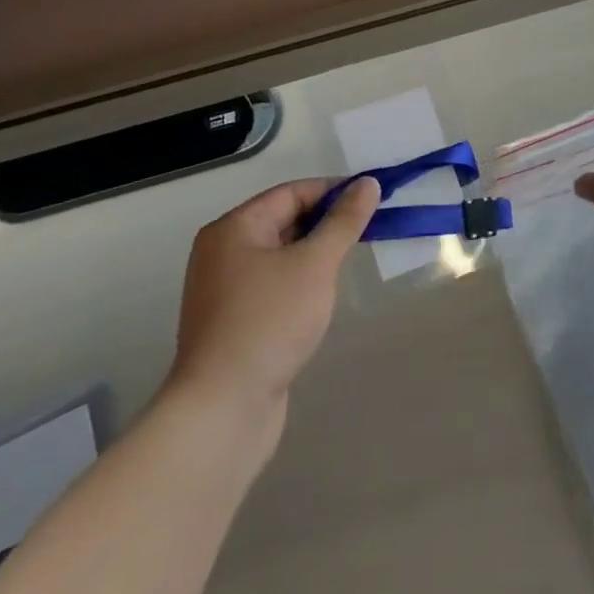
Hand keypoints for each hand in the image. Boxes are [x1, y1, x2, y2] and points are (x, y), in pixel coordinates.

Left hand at [167, 177, 379, 418]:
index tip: (372, 199)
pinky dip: (300, 283)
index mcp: (233, 229)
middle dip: (326, 223)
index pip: (291, 193)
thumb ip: (344, 222)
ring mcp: (224, 291)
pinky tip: (322, 298)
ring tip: (350, 262)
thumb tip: (367, 183)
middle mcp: (222, 253)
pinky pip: (273, 286)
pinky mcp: (233, 324)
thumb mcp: (315, 263)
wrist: (222, 410)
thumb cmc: (269, 321)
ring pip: (280, 256)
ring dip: (314, 255)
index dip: (333, 191)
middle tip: (369, 229)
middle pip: (283, 221)